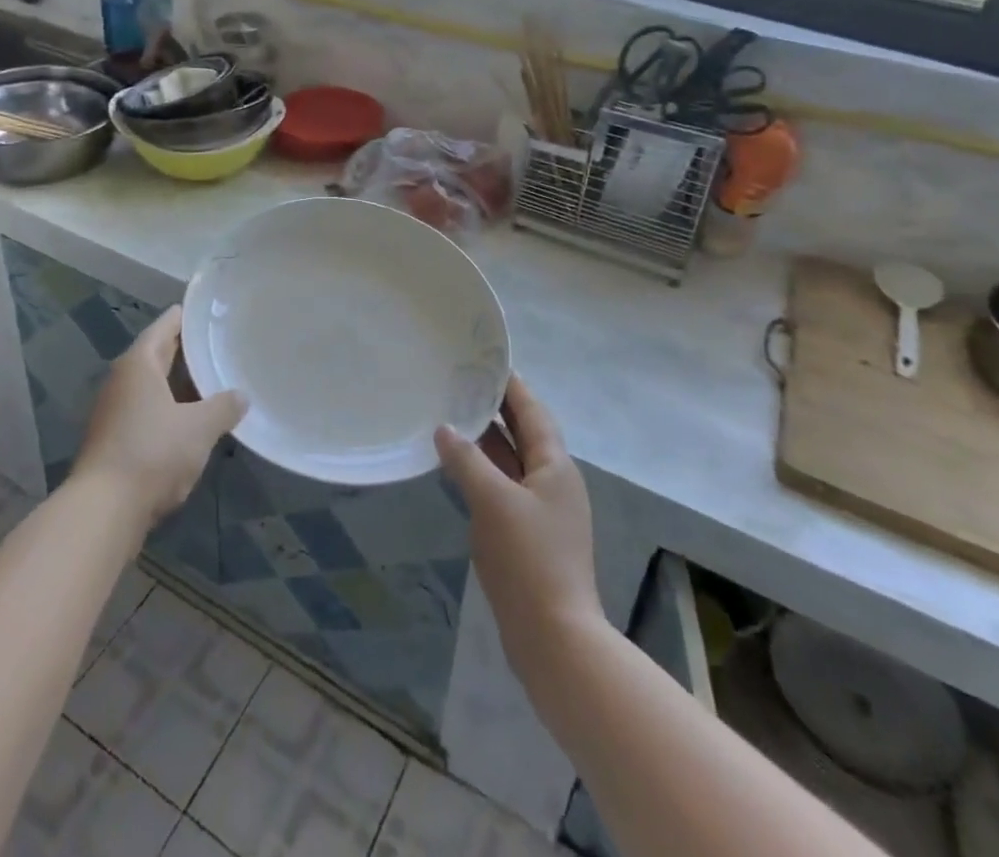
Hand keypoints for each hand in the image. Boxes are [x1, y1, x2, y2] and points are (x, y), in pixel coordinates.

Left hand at [73, 307, 246, 530]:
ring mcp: (114, 411)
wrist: (103, 511)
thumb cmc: (153, 453)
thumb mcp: (199, 428)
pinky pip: (147, 411)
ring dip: (179, 383)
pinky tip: (193, 421)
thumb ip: (224, 407)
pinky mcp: (113, 440)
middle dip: (186, 350)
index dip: (187, 317)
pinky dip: (169, 409)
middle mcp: (121, 380)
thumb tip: (242, 395)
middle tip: (219, 343)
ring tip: (213, 381)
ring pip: (152, 386)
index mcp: (138, 364)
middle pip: (157, 355)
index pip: (165, 326)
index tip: (210, 311)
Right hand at [435, 375, 603, 653]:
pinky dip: (483, 470)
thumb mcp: (493, 501)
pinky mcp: (529, 535)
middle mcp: (553, 482)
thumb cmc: (528, 559)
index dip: (511, 385)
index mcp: (555, 466)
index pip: (532, 411)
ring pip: (512, 461)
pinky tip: (457, 467)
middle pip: (524, 433)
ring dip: (487, 440)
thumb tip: (444, 428)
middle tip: (461, 382)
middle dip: (496, 408)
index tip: (486, 360)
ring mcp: (543, 510)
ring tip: (453, 415)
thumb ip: (466, 460)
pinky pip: (504, 486)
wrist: (554, 639)